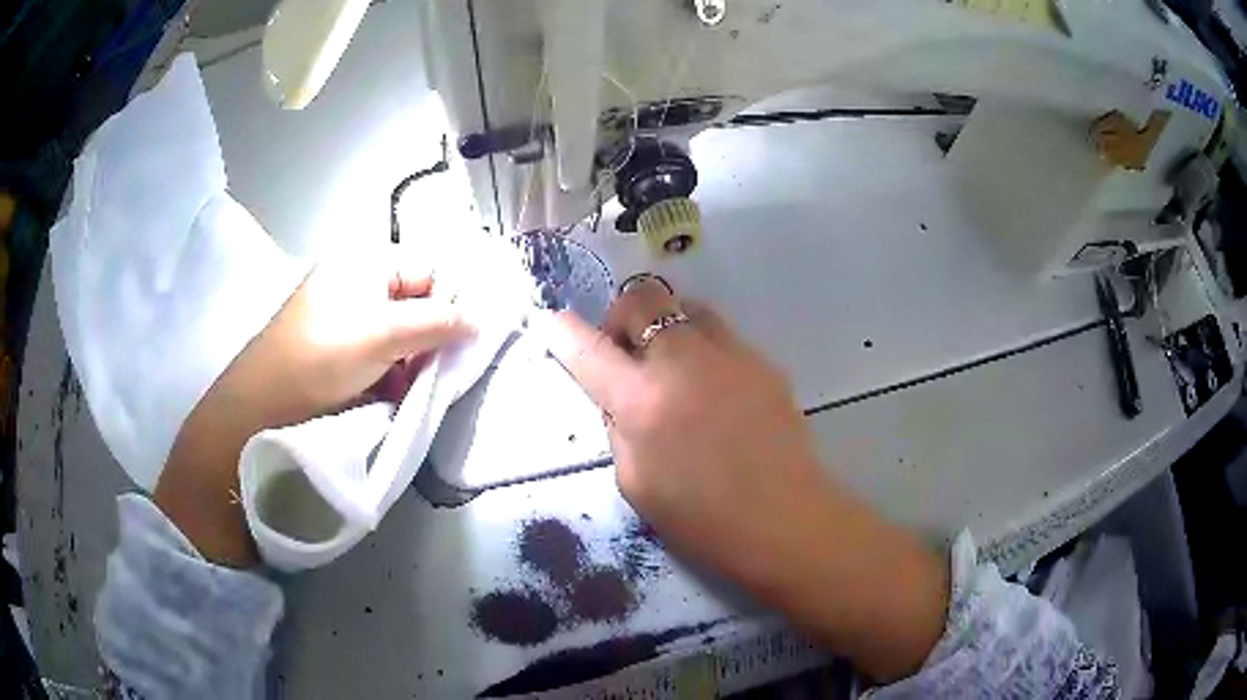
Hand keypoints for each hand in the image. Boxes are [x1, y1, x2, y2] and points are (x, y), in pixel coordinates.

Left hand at [155, 251, 471, 566]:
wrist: (260, 408)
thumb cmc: (320, 357)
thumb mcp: (383, 335)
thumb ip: (437, 321)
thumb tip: (482, 317)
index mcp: (366, 262)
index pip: (430, 269)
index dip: (454, 300)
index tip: (474, 338)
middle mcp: (358, 283)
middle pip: (417, 302)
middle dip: (434, 336)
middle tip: (444, 370)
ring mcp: (347, 318)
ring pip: (402, 334)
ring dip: (415, 361)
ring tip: (416, 389)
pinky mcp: (340, 352)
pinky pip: (383, 355)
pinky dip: (395, 375)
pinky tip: (396, 396)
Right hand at [546, 276, 947, 682]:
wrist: (785, 519)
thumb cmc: (702, 519)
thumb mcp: (635, 483)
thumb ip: (619, 428)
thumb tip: (621, 397)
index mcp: (641, 401)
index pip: (587, 349)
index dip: (562, 331)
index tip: (552, 322)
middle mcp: (682, 362)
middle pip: (641, 298)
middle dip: (622, 317)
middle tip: (627, 354)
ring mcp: (729, 354)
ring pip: (685, 305)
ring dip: (666, 325)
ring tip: (673, 364)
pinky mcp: (762, 361)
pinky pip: (721, 335)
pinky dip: (703, 348)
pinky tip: (715, 389)